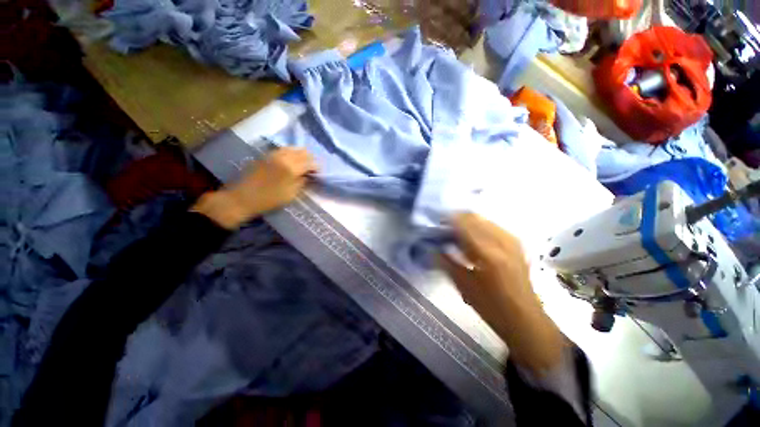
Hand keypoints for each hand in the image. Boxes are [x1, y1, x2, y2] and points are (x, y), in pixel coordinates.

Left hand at [193, 148, 317, 229]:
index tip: (318, 173)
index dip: (317, 167)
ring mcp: (274, 154)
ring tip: (303, 164)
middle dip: (310, 159)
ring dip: (300, 154)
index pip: (310, 162)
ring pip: (293, 148)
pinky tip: (291, 160)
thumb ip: (302, 182)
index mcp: (291, 168)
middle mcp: (284, 157)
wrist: (242, 197)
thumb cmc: (269, 200)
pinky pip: (283, 149)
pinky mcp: (266, 155)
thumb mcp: (291, 195)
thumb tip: (308, 175)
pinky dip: (291, 153)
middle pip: (303, 152)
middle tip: (312, 168)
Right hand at [440, 213, 565, 373]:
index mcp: (488, 253)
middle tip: (444, 230)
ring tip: (457, 235)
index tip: (435, 224)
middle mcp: (502, 241)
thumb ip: (446, 262)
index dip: (447, 220)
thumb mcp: (463, 285)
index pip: (463, 223)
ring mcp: (512, 240)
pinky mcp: (516, 243)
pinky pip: (492, 225)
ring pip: (483, 219)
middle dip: (456, 219)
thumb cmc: (491, 307)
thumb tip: (433, 246)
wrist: (525, 317)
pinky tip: (473, 240)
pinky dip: (478, 227)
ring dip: (467, 222)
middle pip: (474, 216)